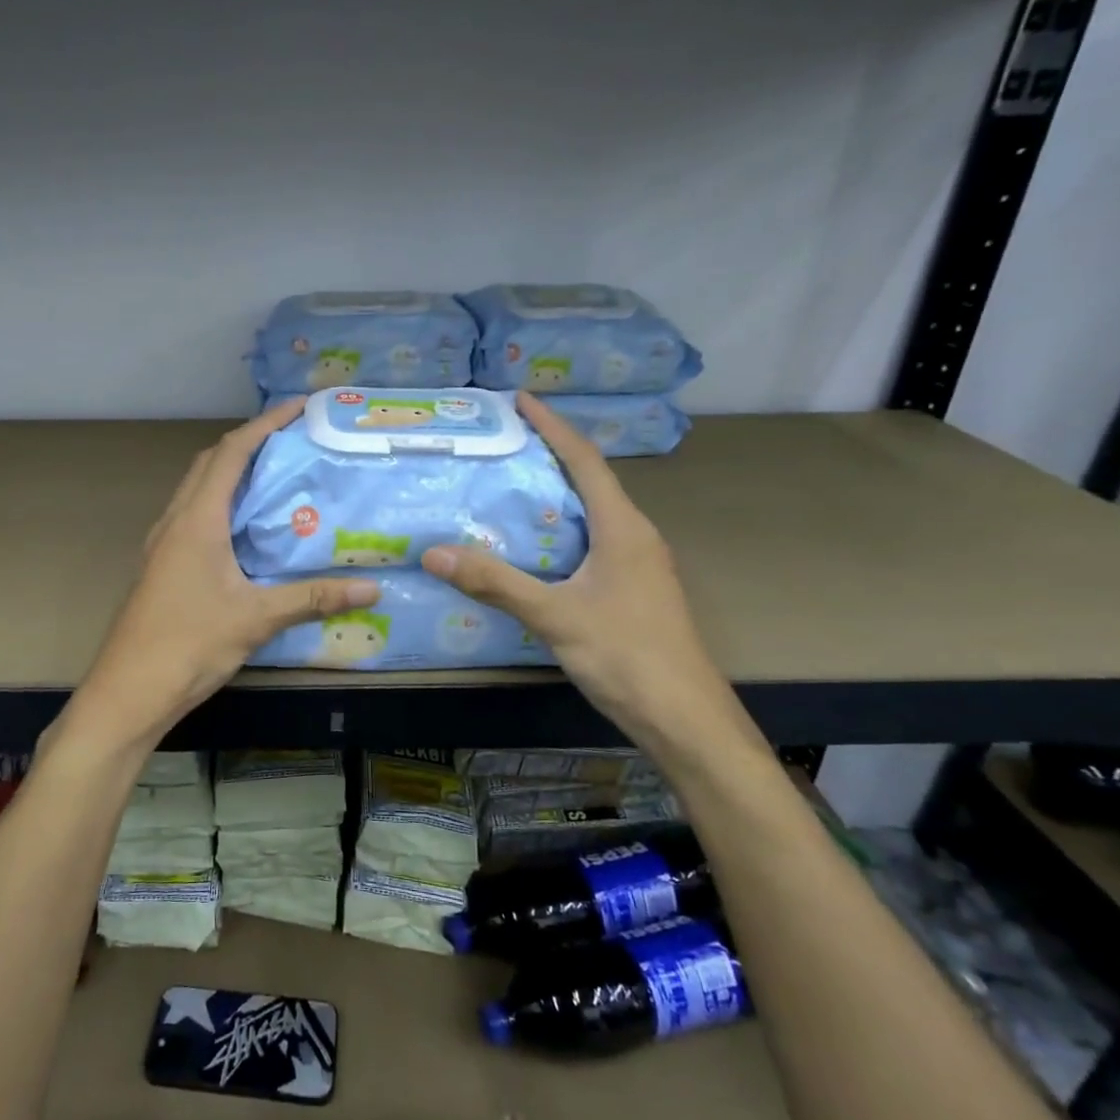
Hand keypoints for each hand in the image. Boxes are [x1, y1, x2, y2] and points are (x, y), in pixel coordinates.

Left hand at [71, 401, 380, 744]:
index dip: (265, 424)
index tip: (298, 408)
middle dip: (249, 441)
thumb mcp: (256, 618)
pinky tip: (246, 528)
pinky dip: (221, 503)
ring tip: (275, 476)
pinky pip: (193, 515)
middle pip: (210, 462)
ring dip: (232, 471)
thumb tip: (371, 588)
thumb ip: (313, 598)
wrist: (129, 690)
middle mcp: (175, 520)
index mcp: (197, 520)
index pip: (231, 453)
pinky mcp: (161, 564)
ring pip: (197, 488)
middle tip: (292, 441)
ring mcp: (163, 543)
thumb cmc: (189, 645)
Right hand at [422, 393, 734, 747]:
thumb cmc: (626, 656)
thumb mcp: (555, 616)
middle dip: (550, 456)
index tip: (521, 400)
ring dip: (556, 495)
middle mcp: (636, 536)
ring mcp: (639, 565)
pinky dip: (561, 531)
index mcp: (623, 528)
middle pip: (590, 482)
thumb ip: (496, 583)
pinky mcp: (634, 591)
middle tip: (504, 444)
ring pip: (593, 515)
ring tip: (510, 487)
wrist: (685, 719)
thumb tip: (434, 552)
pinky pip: (593, 543)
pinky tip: (534, 548)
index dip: (553, 426)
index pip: (585, 460)